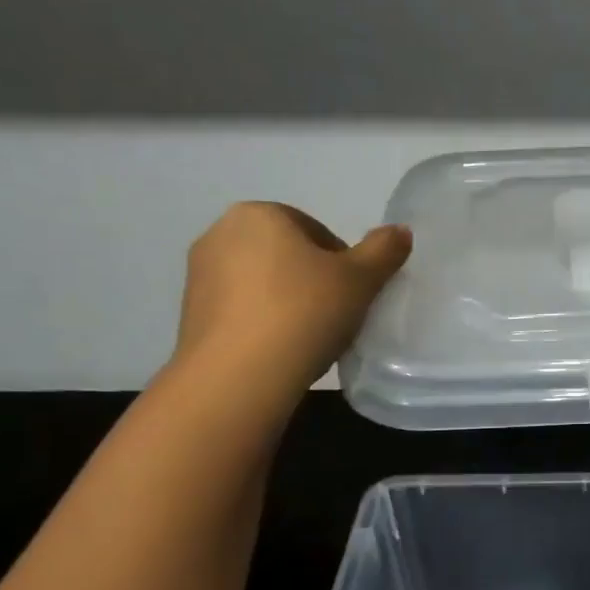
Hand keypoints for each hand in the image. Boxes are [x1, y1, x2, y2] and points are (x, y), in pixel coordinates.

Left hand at [171, 202, 411, 393]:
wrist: (239, 374)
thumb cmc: (304, 312)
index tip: (354, 294)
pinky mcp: (189, 314)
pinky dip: (264, 323)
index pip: (316, 231)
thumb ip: (384, 250)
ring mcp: (199, 275)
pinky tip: (282, 349)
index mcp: (260, 214)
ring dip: (288, 302)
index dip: (343, 262)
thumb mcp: (360, 279)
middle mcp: (221, 234)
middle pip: (287, 254)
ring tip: (310, 336)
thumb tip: (400, 231)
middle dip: (312, 280)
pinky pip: (241, 310)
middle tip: (337, 314)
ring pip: (262, 283)